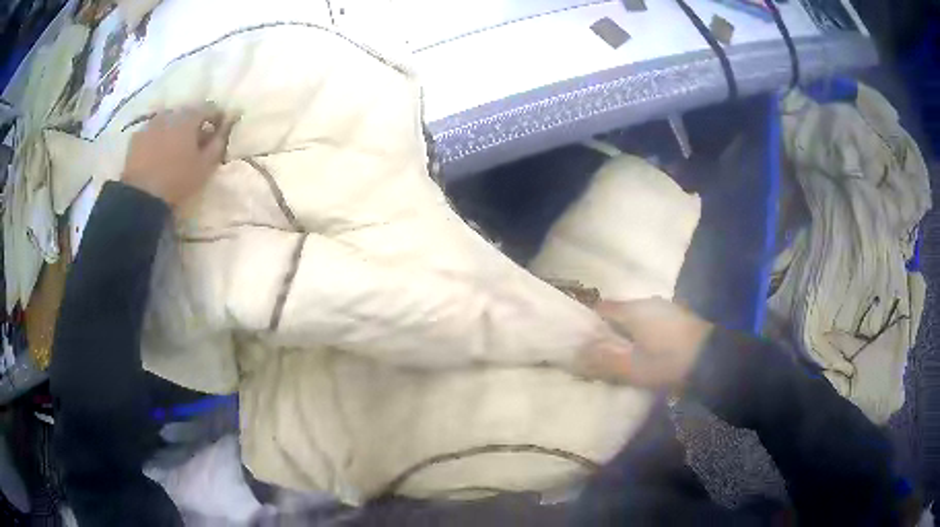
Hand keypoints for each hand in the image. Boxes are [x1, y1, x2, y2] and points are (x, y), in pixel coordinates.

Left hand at [121, 103, 233, 206]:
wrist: (140, 197)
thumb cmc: (176, 180)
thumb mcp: (205, 167)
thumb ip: (217, 144)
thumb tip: (225, 129)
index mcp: (189, 117)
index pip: (210, 108)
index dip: (217, 117)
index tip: (220, 129)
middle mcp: (170, 114)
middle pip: (187, 113)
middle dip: (193, 124)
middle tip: (196, 141)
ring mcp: (151, 124)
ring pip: (168, 121)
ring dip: (174, 130)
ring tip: (175, 147)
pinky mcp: (136, 138)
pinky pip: (152, 133)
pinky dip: (157, 138)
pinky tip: (157, 153)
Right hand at [583, 298, 713, 388]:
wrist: (713, 359)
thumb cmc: (668, 361)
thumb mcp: (632, 368)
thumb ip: (602, 362)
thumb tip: (574, 357)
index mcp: (633, 309)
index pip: (600, 309)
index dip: (588, 325)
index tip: (581, 344)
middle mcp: (647, 302)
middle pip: (618, 313)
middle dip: (608, 332)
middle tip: (601, 355)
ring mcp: (665, 308)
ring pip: (636, 318)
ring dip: (627, 334)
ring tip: (623, 357)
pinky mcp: (677, 318)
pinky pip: (651, 323)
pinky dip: (643, 335)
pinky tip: (646, 352)